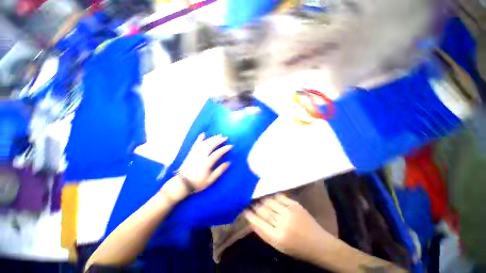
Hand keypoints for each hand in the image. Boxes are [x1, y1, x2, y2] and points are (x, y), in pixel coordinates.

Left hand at [179, 133, 231, 191]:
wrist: (182, 183)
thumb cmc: (198, 182)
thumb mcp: (210, 180)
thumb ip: (219, 171)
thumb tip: (228, 163)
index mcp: (207, 162)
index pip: (218, 153)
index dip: (225, 148)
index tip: (230, 145)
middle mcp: (201, 156)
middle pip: (211, 145)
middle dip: (219, 140)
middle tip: (225, 137)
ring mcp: (195, 153)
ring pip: (205, 143)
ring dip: (212, 138)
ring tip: (218, 135)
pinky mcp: (191, 153)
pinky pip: (195, 144)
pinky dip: (199, 139)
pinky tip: (203, 134)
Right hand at [244, 194, 335, 260]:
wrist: (320, 244)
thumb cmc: (297, 248)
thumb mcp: (279, 246)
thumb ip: (265, 233)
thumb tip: (253, 220)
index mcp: (277, 238)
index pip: (258, 223)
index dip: (250, 215)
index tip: (244, 209)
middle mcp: (282, 224)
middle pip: (263, 211)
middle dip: (255, 206)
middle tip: (250, 202)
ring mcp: (290, 212)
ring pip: (270, 202)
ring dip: (263, 200)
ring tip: (259, 198)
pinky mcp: (295, 205)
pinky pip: (280, 197)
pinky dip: (273, 197)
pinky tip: (270, 197)